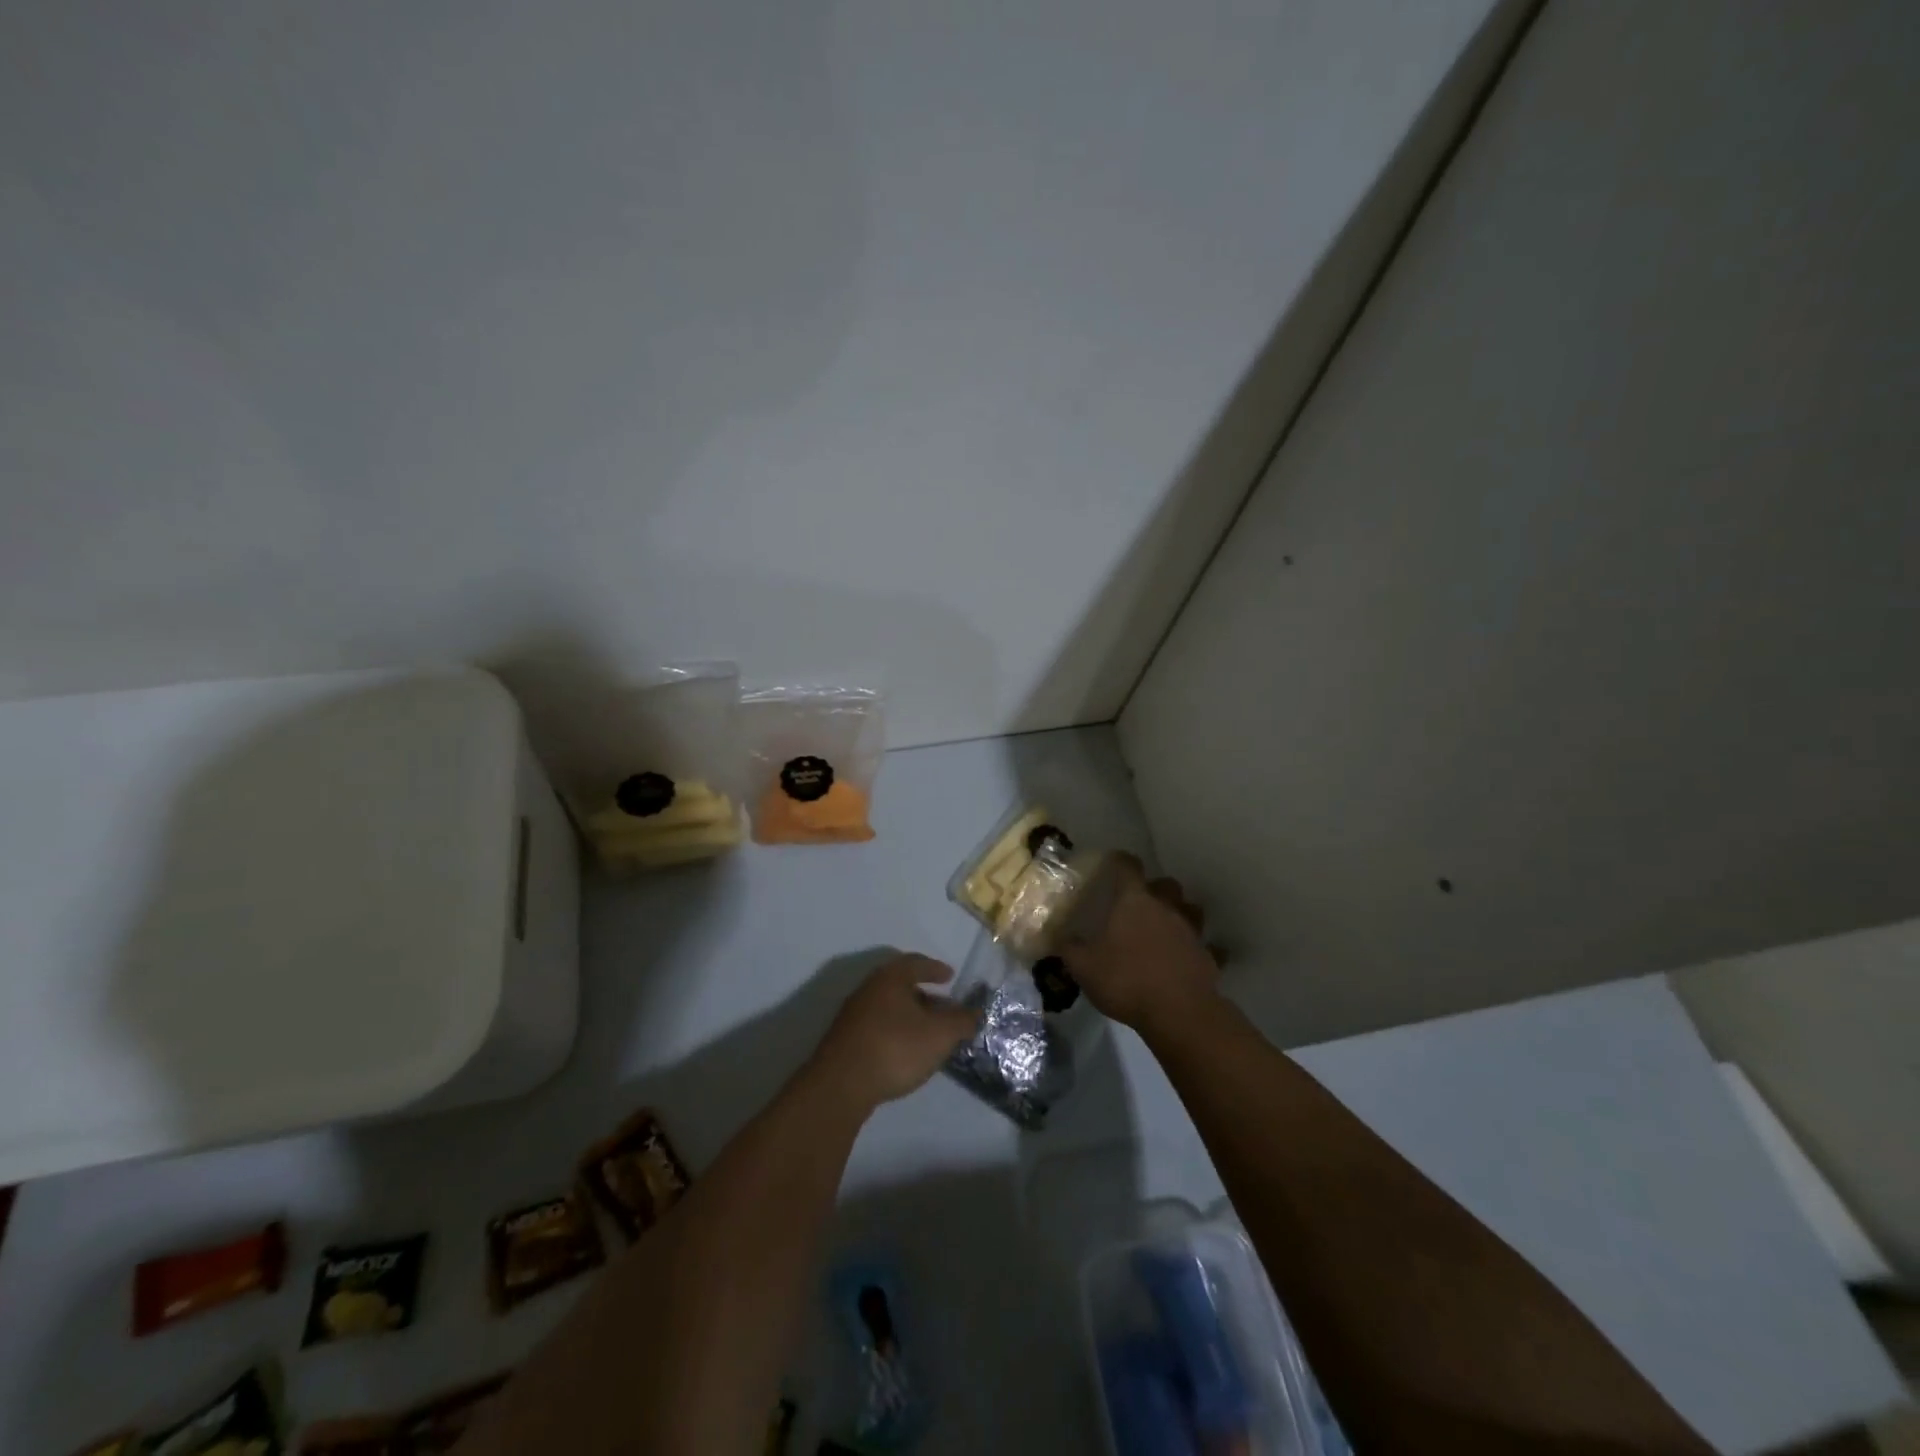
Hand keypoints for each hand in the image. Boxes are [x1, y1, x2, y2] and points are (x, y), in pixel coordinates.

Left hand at [808, 954, 980, 1110]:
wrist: (841, 1085)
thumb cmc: (895, 1048)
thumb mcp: (940, 1035)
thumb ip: (961, 1021)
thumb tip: (975, 1012)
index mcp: (890, 977)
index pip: (916, 963)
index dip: (935, 968)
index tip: (950, 976)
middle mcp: (869, 988)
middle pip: (901, 985)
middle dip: (925, 995)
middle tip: (944, 1009)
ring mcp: (853, 1014)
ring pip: (888, 1006)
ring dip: (910, 1015)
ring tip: (928, 1033)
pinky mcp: (845, 1038)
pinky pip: (877, 1025)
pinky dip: (895, 1030)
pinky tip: (905, 1050)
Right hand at [1059, 856, 1220, 1033]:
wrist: (1179, 1013)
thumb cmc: (1126, 980)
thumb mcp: (1084, 967)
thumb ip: (1069, 948)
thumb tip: (1056, 936)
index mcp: (1134, 901)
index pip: (1128, 867)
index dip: (1119, 861)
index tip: (1112, 862)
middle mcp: (1166, 908)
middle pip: (1166, 884)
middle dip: (1155, 888)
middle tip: (1139, 902)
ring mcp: (1191, 932)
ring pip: (1190, 910)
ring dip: (1180, 913)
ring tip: (1165, 927)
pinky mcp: (1208, 957)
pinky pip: (1206, 947)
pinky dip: (1198, 950)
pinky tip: (1189, 959)